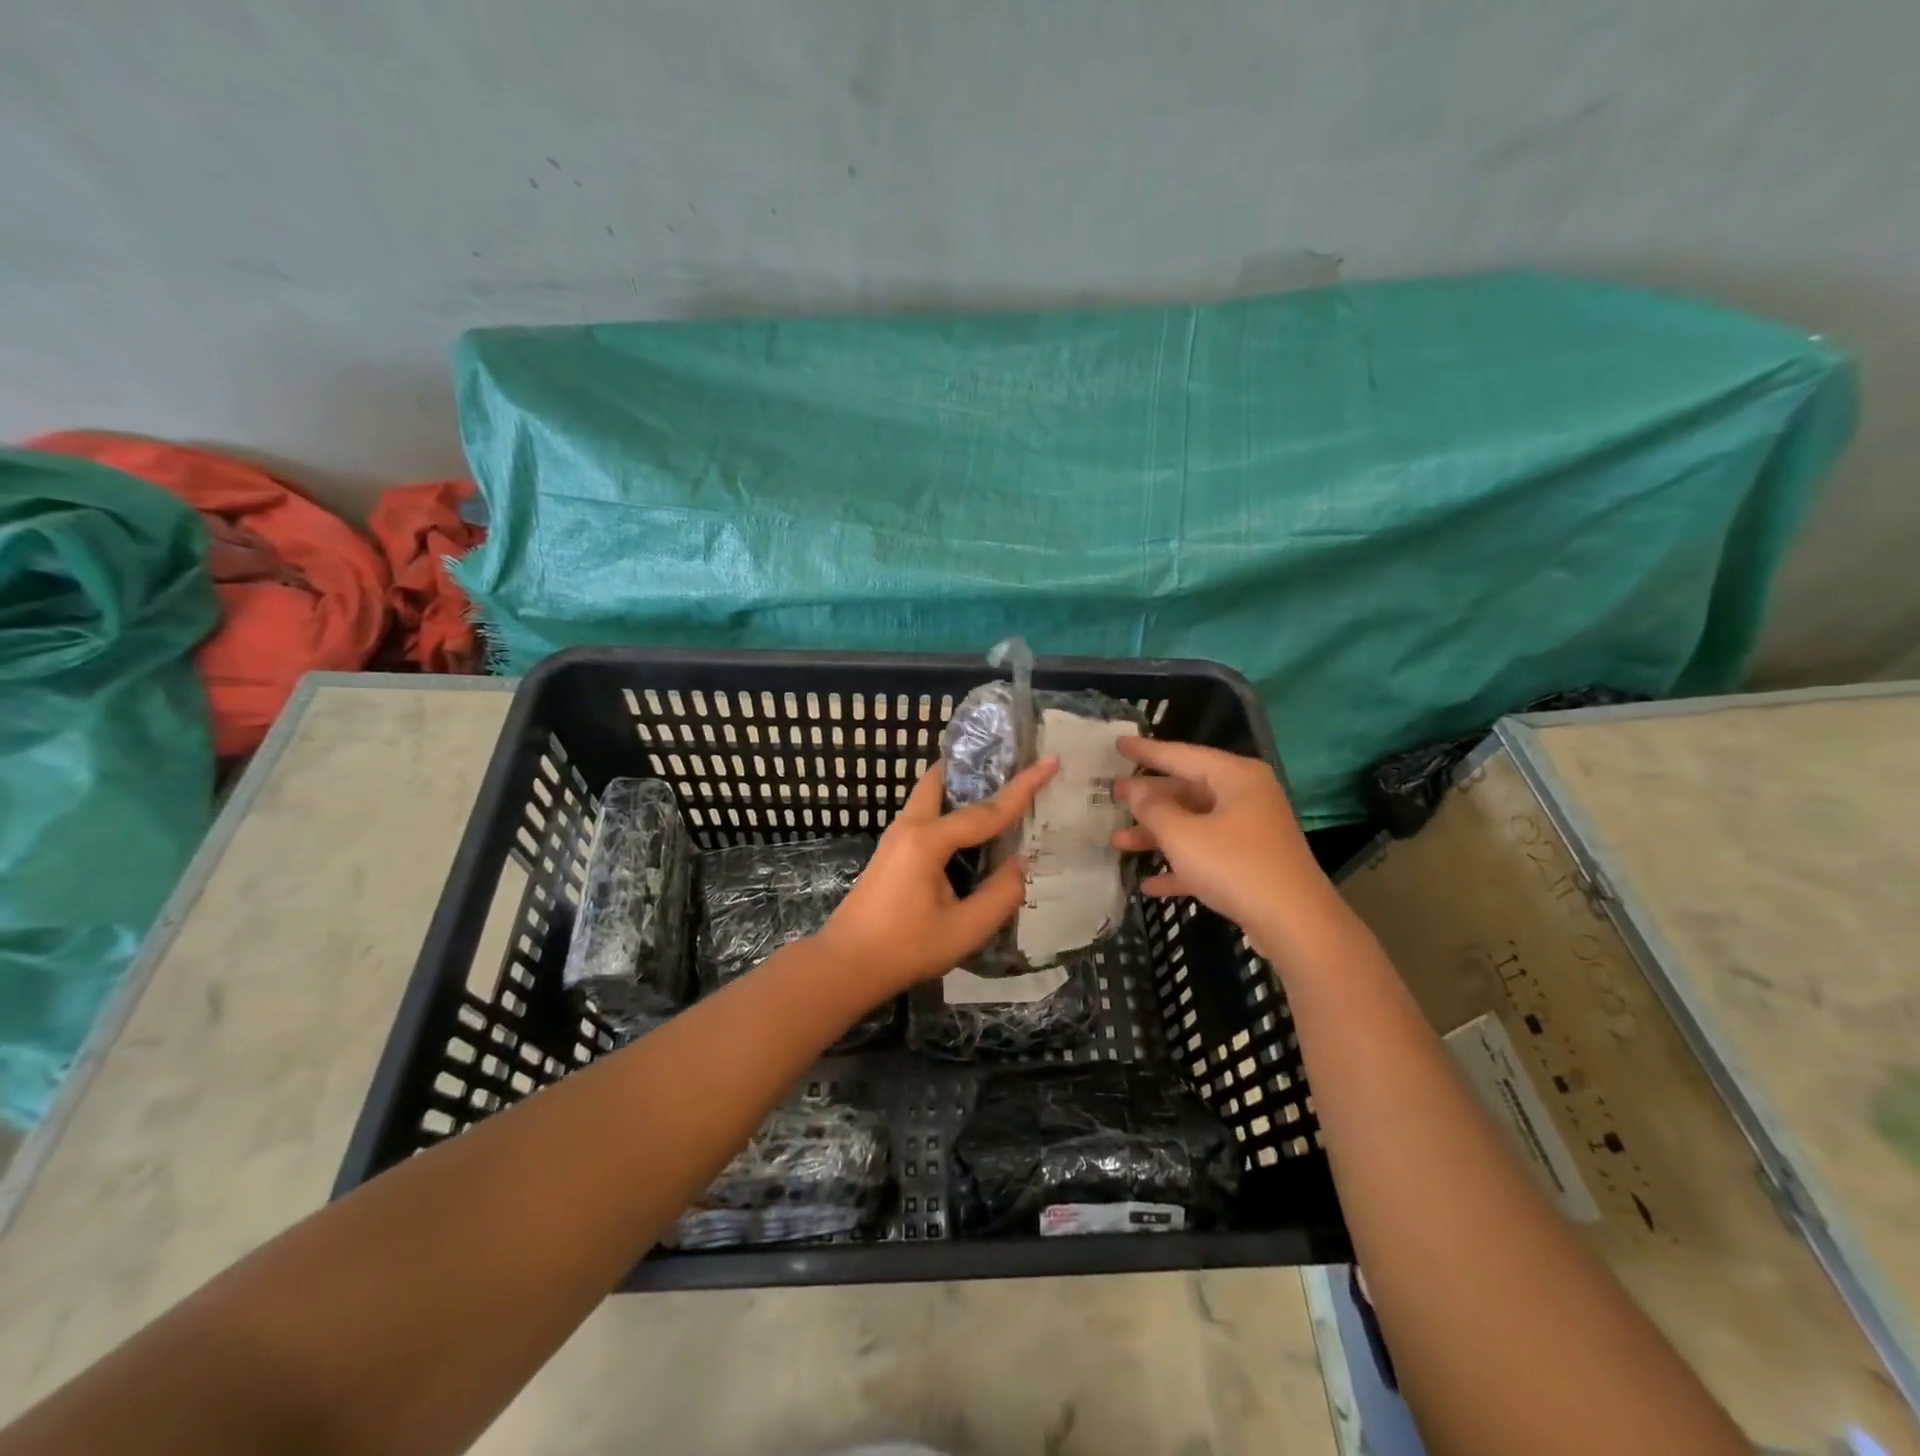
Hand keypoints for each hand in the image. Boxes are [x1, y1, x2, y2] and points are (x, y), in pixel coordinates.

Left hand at [818, 756, 1058, 996]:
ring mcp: (895, 838)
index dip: (1022, 788)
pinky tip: (968, 831)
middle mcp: (908, 828)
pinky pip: (924, 816)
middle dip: (974, 768)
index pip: (985, 811)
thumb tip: (1021, 865)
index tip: (1050, 761)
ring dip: (959, 789)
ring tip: (994, 791)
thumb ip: (1000, 895)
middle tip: (1008, 763)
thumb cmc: (905, 948)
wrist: (846, 965)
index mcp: (927, 841)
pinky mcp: (891, 852)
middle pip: (941, 780)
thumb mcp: (964, 930)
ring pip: (929, 796)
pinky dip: (948, 810)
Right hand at [1111, 737, 1333, 951]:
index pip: (1181, 755)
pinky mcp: (1251, 864)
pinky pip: (1207, 855)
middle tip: (1113, 795)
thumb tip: (1136, 790)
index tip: (1118, 743)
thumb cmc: (1236, 866)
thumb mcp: (1183, 836)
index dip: (1147, 751)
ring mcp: (1250, 832)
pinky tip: (1150, 884)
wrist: (1295, 924)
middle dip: (1149, 799)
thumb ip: (1154, 809)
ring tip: (1118, 842)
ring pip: (1194, 824)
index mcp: (1235, 778)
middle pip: (1187, 790)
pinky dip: (1180, 865)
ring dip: (1158, 835)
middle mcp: (1245, 797)